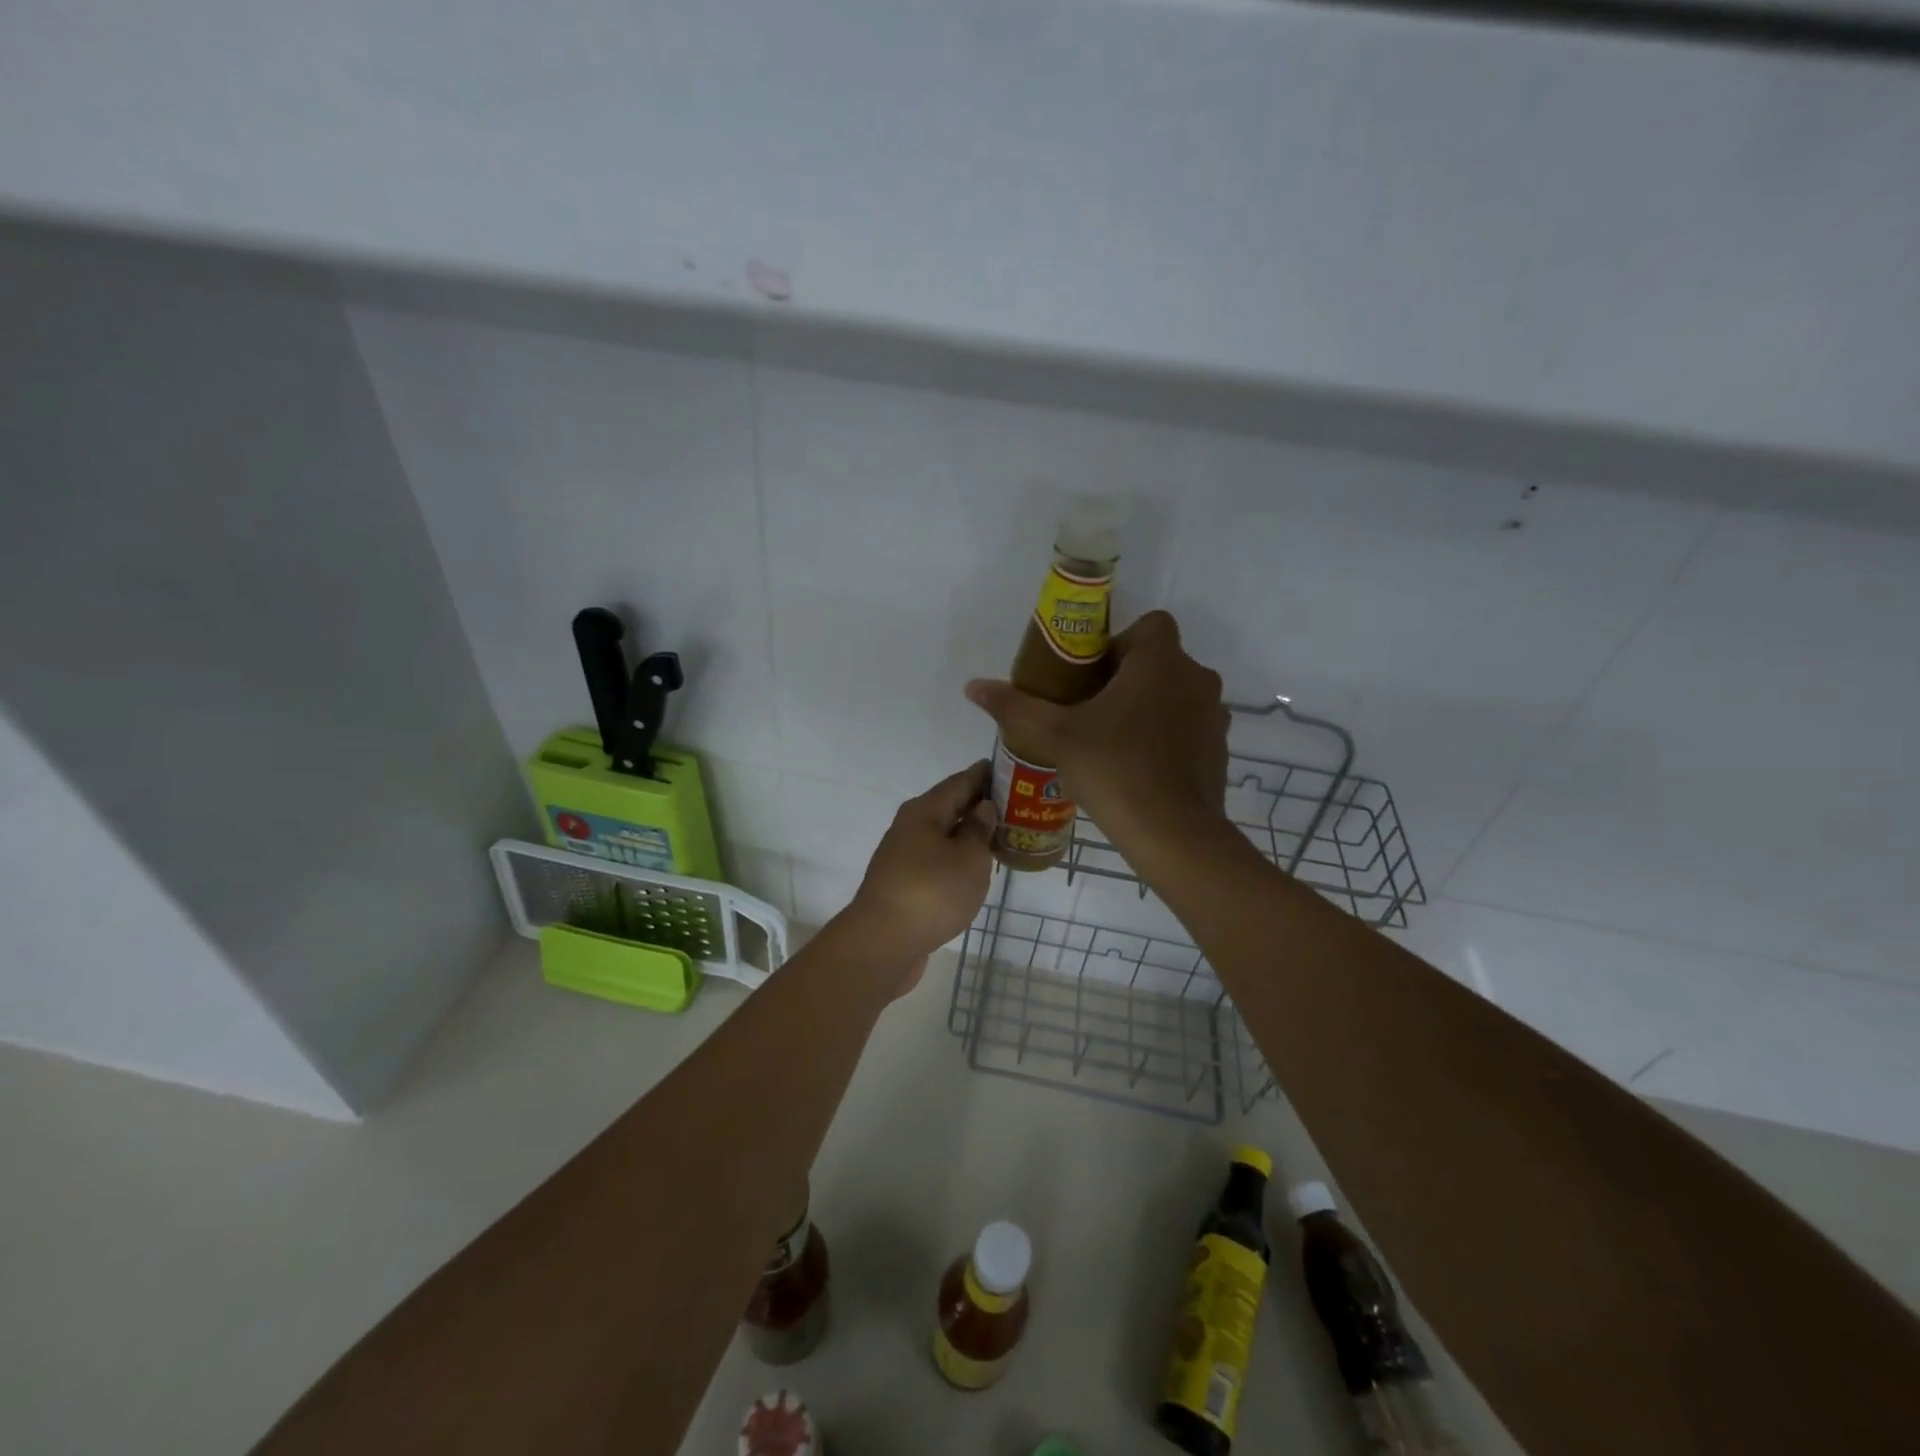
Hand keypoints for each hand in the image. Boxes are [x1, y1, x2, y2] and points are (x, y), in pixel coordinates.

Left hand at [840, 761, 996, 989]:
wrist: (884, 943)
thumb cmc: (932, 892)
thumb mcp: (968, 857)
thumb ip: (979, 830)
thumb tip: (983, 807)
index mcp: (924, 811)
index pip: (960, 782)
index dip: (985, 775)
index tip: (1010, 769)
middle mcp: (910, 827)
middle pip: (949, 807)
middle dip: (979, 804)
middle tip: (1014, 804)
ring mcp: (904, 857)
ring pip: (943, 835)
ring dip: (968, 833)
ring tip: (1000, 834)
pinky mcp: (904, 884)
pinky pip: (937, 860)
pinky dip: (958, 857)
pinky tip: (975, 867)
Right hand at [964, 610, 1230, 853]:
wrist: (1173, 833)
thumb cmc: (1114, 769)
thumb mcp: (1056, 736)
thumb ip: (1015, 707)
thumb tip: (973, 686)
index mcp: (1161, 661)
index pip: (1149, 625)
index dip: (1119, 642)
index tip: (1091, 675)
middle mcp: (1196, 678)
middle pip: (1159, 661)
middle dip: (1126, 678)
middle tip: (1089, 711)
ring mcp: (1213, 715)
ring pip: (1174, 695)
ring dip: (1147, 707)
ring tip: (1111, 741)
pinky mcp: (1218, 749)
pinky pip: (1187, 727)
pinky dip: (1165, 736)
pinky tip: (1136, 767)